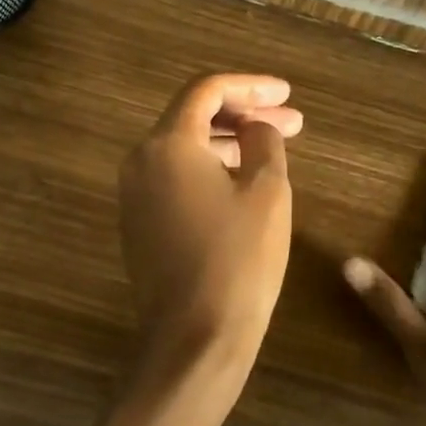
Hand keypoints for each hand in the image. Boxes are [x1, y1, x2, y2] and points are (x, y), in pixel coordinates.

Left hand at [119, 74, 302, 400]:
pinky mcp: (139, 223)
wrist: (194, 340)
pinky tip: (243, 179)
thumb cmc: (238, 261)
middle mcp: (141, 161)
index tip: (287, 94)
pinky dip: (210, 168)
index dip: (251, 86)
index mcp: (168, 144)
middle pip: (193, 116)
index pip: (206, 91)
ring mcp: (134, 194)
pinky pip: (175, 177)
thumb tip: (256, 128)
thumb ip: (263, 142)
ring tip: (273, 148)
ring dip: (229, 141)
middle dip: (245, 113)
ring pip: (184, 148)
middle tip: (291, 122)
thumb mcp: (266, 192)